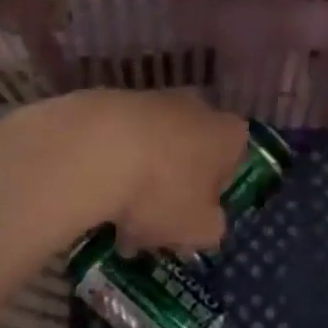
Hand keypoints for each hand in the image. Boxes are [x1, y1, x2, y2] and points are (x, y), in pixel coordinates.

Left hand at [58, 89, 248, 257]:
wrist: (95, 148)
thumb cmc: (163, 190)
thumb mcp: (200, 228)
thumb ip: (211, 229)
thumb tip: (208, 224)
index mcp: (230, 134)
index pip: (232, 165)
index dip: (213, 197)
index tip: (192, 221)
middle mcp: (198, 107)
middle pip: (191, 155)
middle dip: (173, 189)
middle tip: (152, 226)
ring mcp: (153, 98)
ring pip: (153, 149)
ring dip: (139, 182)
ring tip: (114, 222)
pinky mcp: (112, 99)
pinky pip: (120, 141)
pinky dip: (111, 166)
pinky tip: (94, 198)